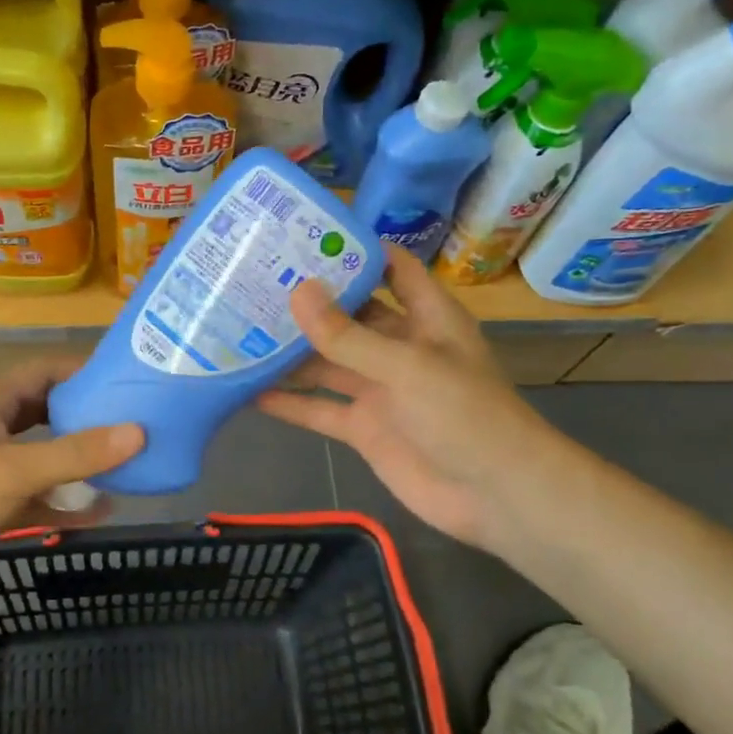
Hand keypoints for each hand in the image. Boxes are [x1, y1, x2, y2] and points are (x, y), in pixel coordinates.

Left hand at [0, 359, 142, 618]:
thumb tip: (138, 432)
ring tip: (133, 467)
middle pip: (51, 414)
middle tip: (142, 427)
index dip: (88, 373)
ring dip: (83, 464)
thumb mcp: (10, 472)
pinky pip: (36, 495)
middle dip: (92, 420)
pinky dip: (66, 501)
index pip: (47, 372)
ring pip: (46, 458)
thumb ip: (74, 454)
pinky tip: (103, 511)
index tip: (134, 383)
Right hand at [257, 246, 546, 550]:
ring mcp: (380, 390)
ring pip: (327, 363)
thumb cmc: (464, 415)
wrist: (493, 496)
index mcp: (426, 318)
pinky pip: (320, 409)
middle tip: (252, 282)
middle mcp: (399, 347)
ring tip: (239, 330)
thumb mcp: (406, 366)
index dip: (356, 251)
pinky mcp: (364, 428)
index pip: (392, 269)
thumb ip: (348, 335)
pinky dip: (289, 403)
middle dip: (308, 302)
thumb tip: (298, 292)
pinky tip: (248, 392)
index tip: (305, 237)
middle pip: (349, 316)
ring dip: (290, 352)